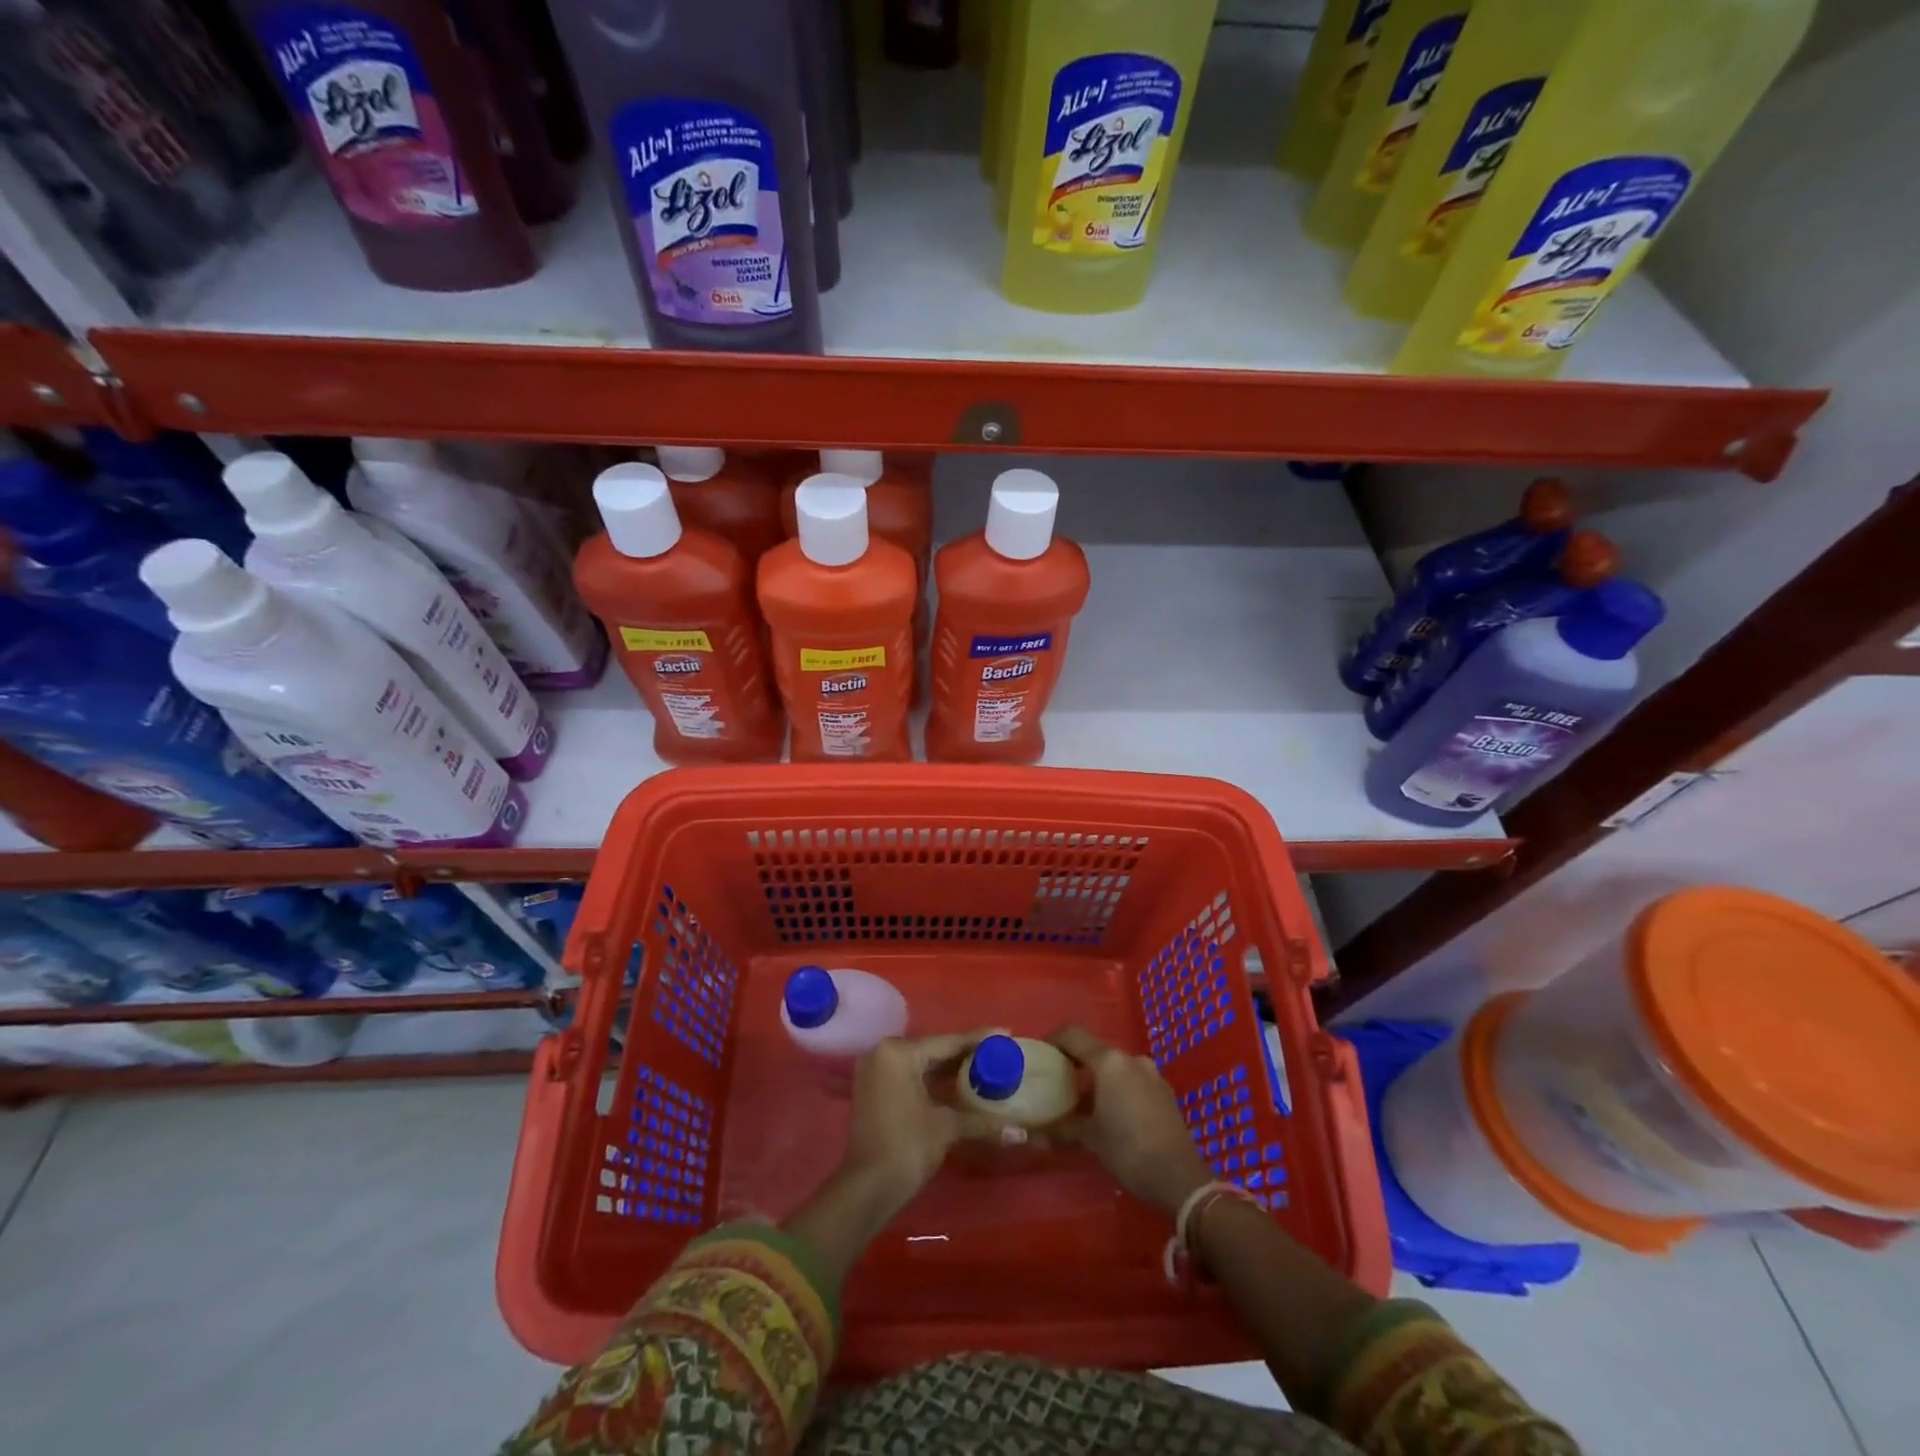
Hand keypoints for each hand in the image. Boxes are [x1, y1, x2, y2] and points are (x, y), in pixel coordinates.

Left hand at [841, 1029, 998, 1206]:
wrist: (867, 1189)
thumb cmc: (906, 1148)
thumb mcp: (946, 1128)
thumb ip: (982, 1121)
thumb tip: (1021, 1132)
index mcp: (899, 1052)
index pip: (947, 1041)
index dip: (978, 1040)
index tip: (1005, 1033)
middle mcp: (883, 1052)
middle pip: (934, 1049)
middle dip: (965, 1053)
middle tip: (998, 1051)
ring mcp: (876, 1070)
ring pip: (922, 1063)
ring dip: (950, 1068)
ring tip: (985, 1065)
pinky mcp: (875, 1089)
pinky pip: (911, 1075)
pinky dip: (933, 1079)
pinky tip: (959, 1083)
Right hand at [1052, 1026, 1211, 1216]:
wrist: (1181, 1179)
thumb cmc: (1129, 1150)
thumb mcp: (1091, 1139)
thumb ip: (1061, 1130)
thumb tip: (1030, 1137)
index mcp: (1109, 1061)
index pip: (1073, 1035)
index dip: (1053, 1041)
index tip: (1039, 1056)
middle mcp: (1131, 1059)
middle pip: (1095, 1050)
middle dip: (1075, 1063)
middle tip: (1057, 1081)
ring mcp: (1151, 1075)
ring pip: (1116, 1067)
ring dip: (1097, 1078)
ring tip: (1081, 1101)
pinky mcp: (1164, 1093)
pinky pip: (1132, 1081)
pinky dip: (1117, 1089)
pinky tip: (1110, 1114)